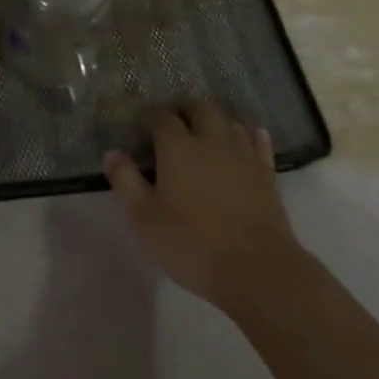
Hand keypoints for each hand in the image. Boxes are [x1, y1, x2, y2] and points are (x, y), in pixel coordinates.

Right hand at [103, 101, 299, 313]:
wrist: (258, 270)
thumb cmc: (194, 244)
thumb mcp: (146, 219)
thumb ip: (126, 182)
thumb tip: (112, 152)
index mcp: (178, 147)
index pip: (162, 117)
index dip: (152, 117)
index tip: (145, 127)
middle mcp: (211, 140)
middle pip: (200, 108)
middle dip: (186, 110)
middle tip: (176, 124)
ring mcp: (243, 155)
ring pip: (229, 121)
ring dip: (216, 121)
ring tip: (206, 133)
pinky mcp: (266, 174)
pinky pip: (259, 143)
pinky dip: (251, 136)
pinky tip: (249, 137)